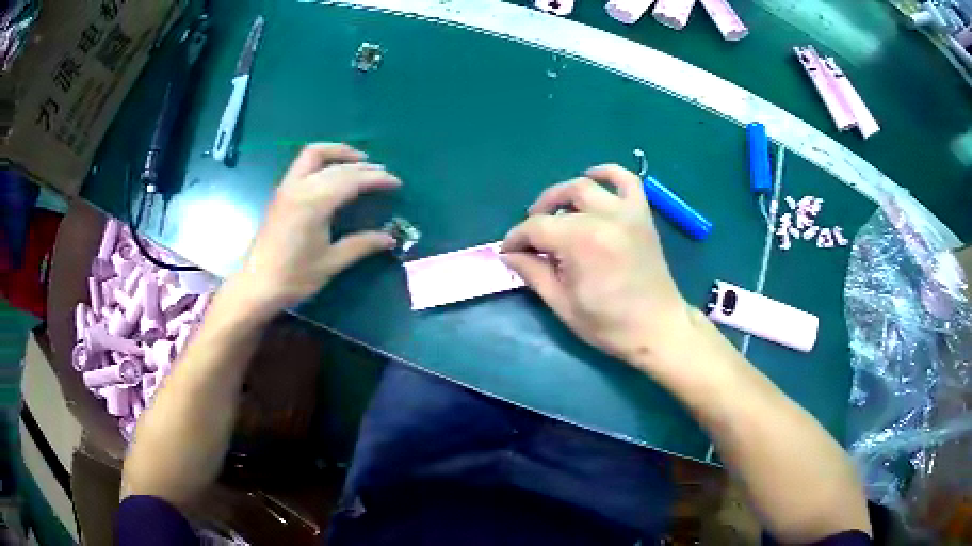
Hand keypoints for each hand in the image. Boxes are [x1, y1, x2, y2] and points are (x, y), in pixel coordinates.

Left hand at [235, 143, 400, 312]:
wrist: (257, 285)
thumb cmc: (294, 277)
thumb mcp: (331, 262)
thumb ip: (361, 245)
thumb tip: (390, 238)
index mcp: (314, 203)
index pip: (351, 180)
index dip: (376, 179)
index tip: (396, 183)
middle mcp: (300, 187)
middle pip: (337, 165)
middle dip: (363, 167)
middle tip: (384, 175)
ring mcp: (287, 187)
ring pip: (315, 154)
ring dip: (339, 153)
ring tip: (360, 161)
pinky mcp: (281, 193)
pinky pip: (304, 163)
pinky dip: (324, 160)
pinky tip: (334, 172)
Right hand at [501, 164, 695, 370]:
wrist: (657, 328)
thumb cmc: (608, 324)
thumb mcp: (562, 304)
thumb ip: (533, 273)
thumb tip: (510, 254)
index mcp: (581, 242)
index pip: (537, 228)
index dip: (516, 239)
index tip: (507, 251)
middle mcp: (603, 217)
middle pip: (560, 200)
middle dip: (537, 213)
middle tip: (529, 235)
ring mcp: (626, 212)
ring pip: (586, 185)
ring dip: (564, 194)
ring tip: (555, 210)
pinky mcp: (642, 215)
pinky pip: (626, 180)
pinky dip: (608, 173)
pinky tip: (593, 178)